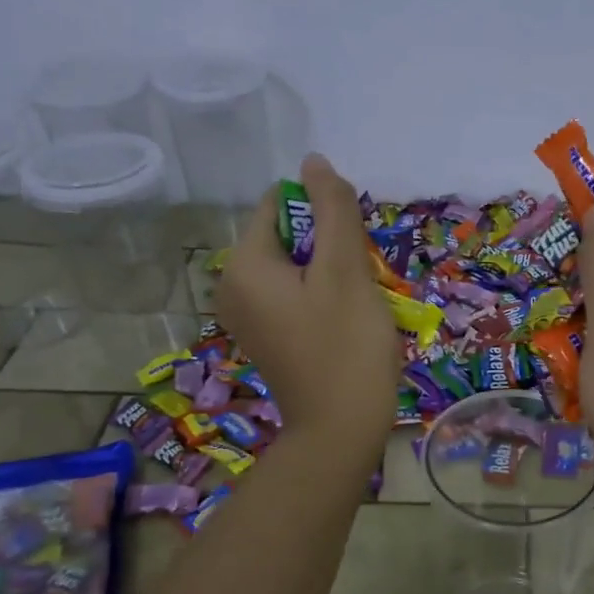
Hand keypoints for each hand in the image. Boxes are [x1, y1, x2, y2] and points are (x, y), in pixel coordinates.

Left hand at [216, 154, 402, 453]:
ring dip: (332, 275)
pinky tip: (345, 325)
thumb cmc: (347, 348)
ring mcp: (248, 317)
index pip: (280, 205)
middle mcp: (234, 286)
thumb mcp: (346, 271)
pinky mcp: (266, 338)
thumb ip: (332, 210)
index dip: (324, 216)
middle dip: (330, 249)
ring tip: (356, 307)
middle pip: (288, 237)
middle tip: (359, 284)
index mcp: (244, 264)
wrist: (341, 432)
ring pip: (296, 268)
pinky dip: (322, 300)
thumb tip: (314, 162)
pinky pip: (294, 298)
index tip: (353, 252)